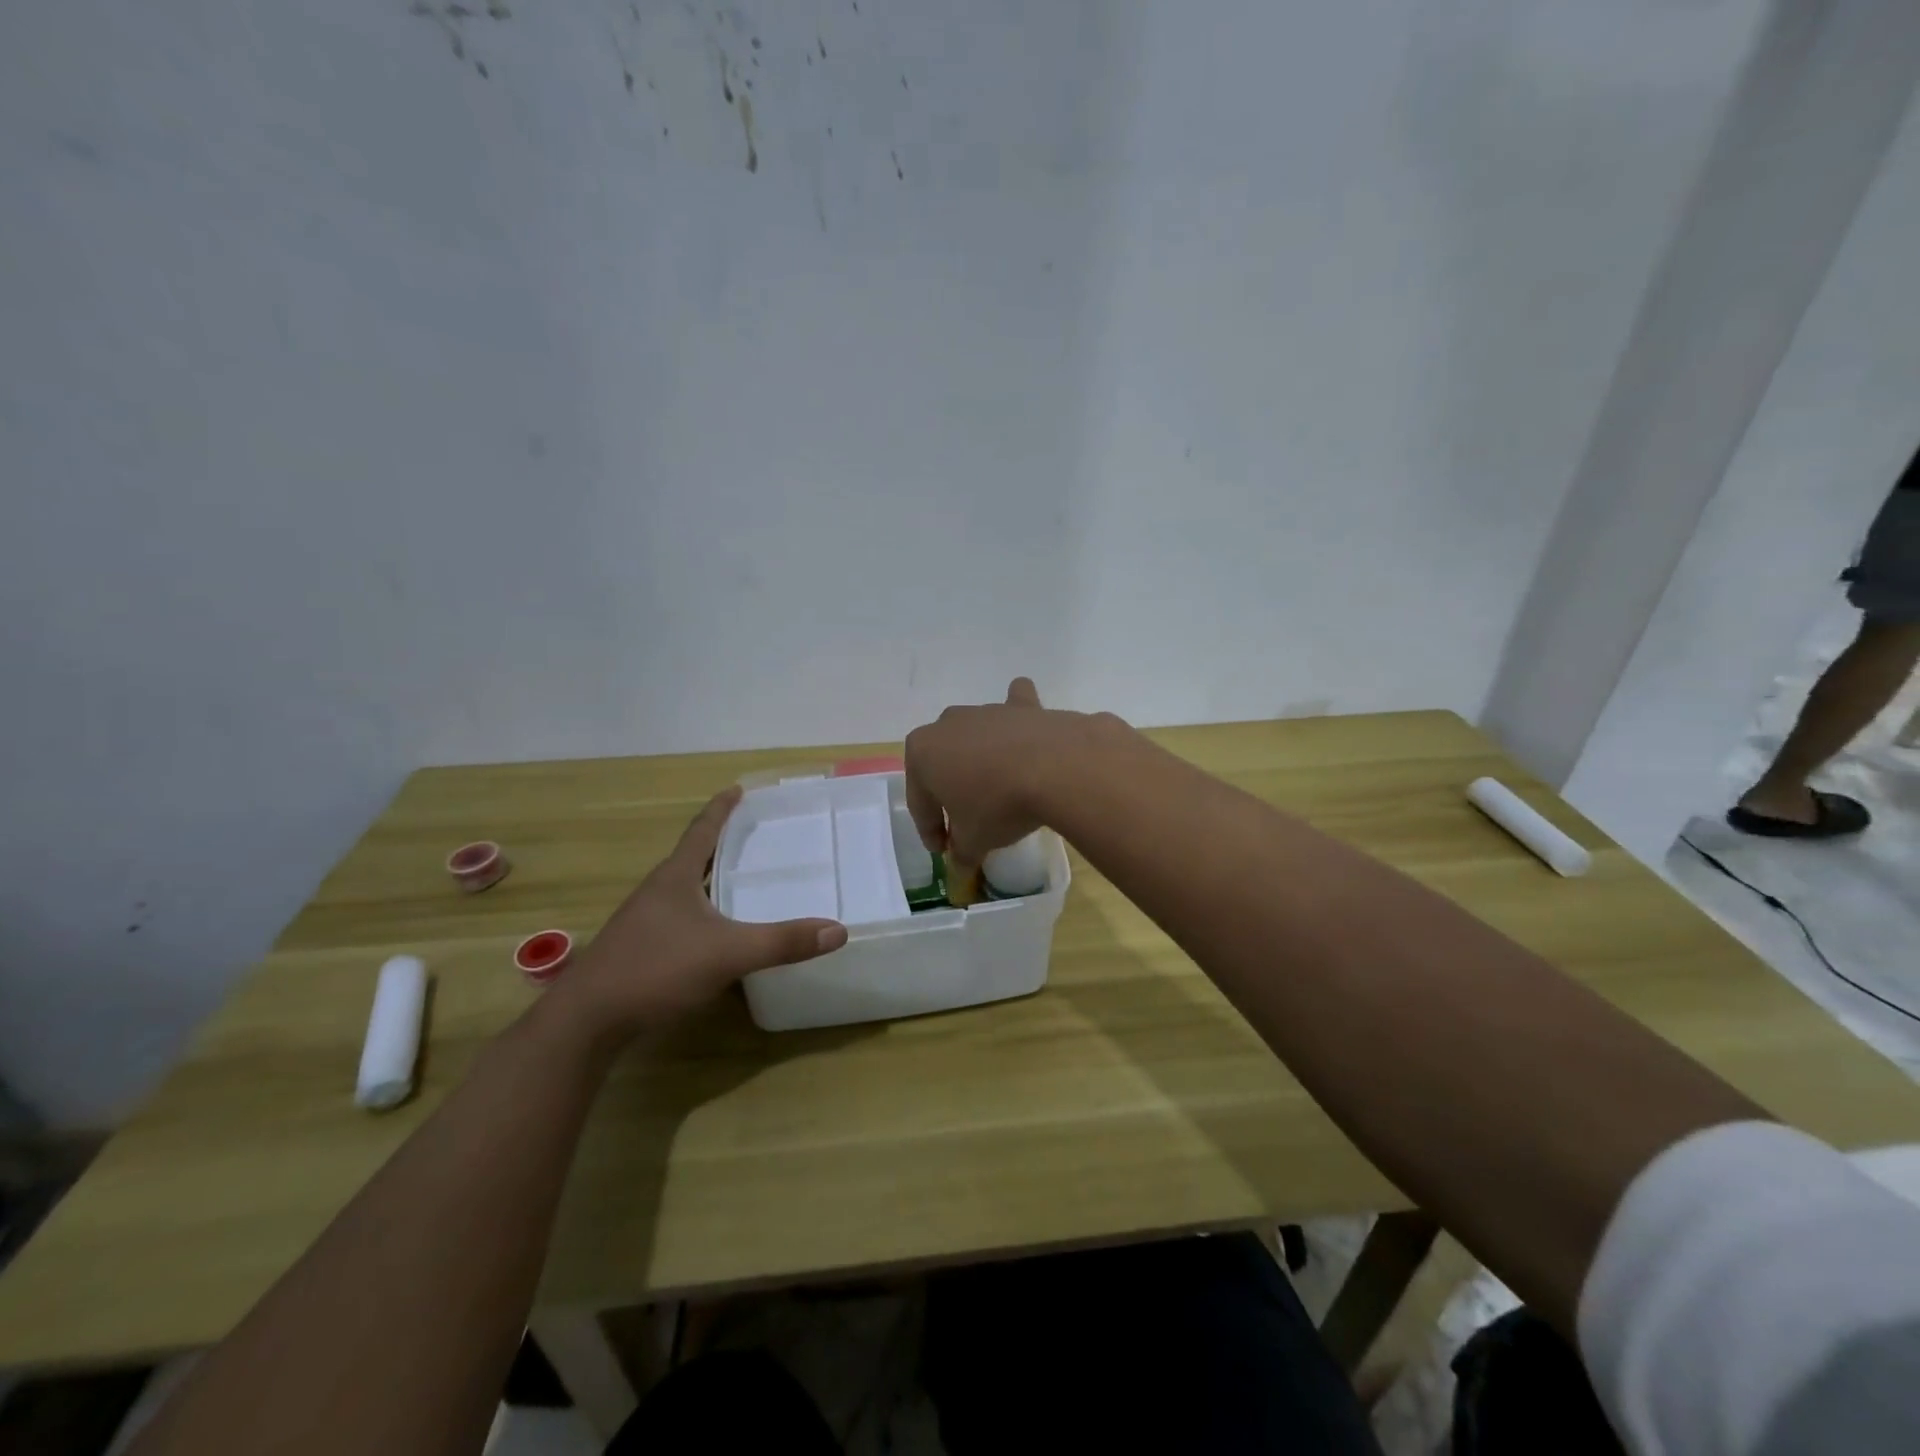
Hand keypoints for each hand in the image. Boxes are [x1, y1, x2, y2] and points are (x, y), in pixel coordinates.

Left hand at [555, 786, 847, 1042]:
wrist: (587, 1020)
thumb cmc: (656, 969)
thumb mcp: (728, 953)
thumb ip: (782, 943)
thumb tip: (838, 931)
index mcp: (674, 877)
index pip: (702, 830)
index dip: (722, 809)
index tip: (738, 789)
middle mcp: (657, 891)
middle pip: (692, 857)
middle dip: (721, 844)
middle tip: (754, 835)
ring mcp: (643, 921)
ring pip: (684, 889)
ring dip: (709, 879)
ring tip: (740, 880)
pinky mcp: (639, 949)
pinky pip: (679, 918)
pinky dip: (702, 913)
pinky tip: (716, 933)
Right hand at [904, 678, 1116, 887]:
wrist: (1055, 767)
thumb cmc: (997, 805)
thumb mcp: (973, 840)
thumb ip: (961, 852)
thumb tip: (959, 867)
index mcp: (921, 752)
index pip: (920, 801)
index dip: (930, 830)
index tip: (944, 851)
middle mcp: (948, 724)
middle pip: (944, 765)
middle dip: (951, 792)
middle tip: (967, 823)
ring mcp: (986, 711)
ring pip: (976, 737)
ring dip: (981, 761)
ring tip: (999, 791)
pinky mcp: (1023, 706)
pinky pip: (1015, 707)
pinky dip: (1017, 718)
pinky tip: (1024, 729)